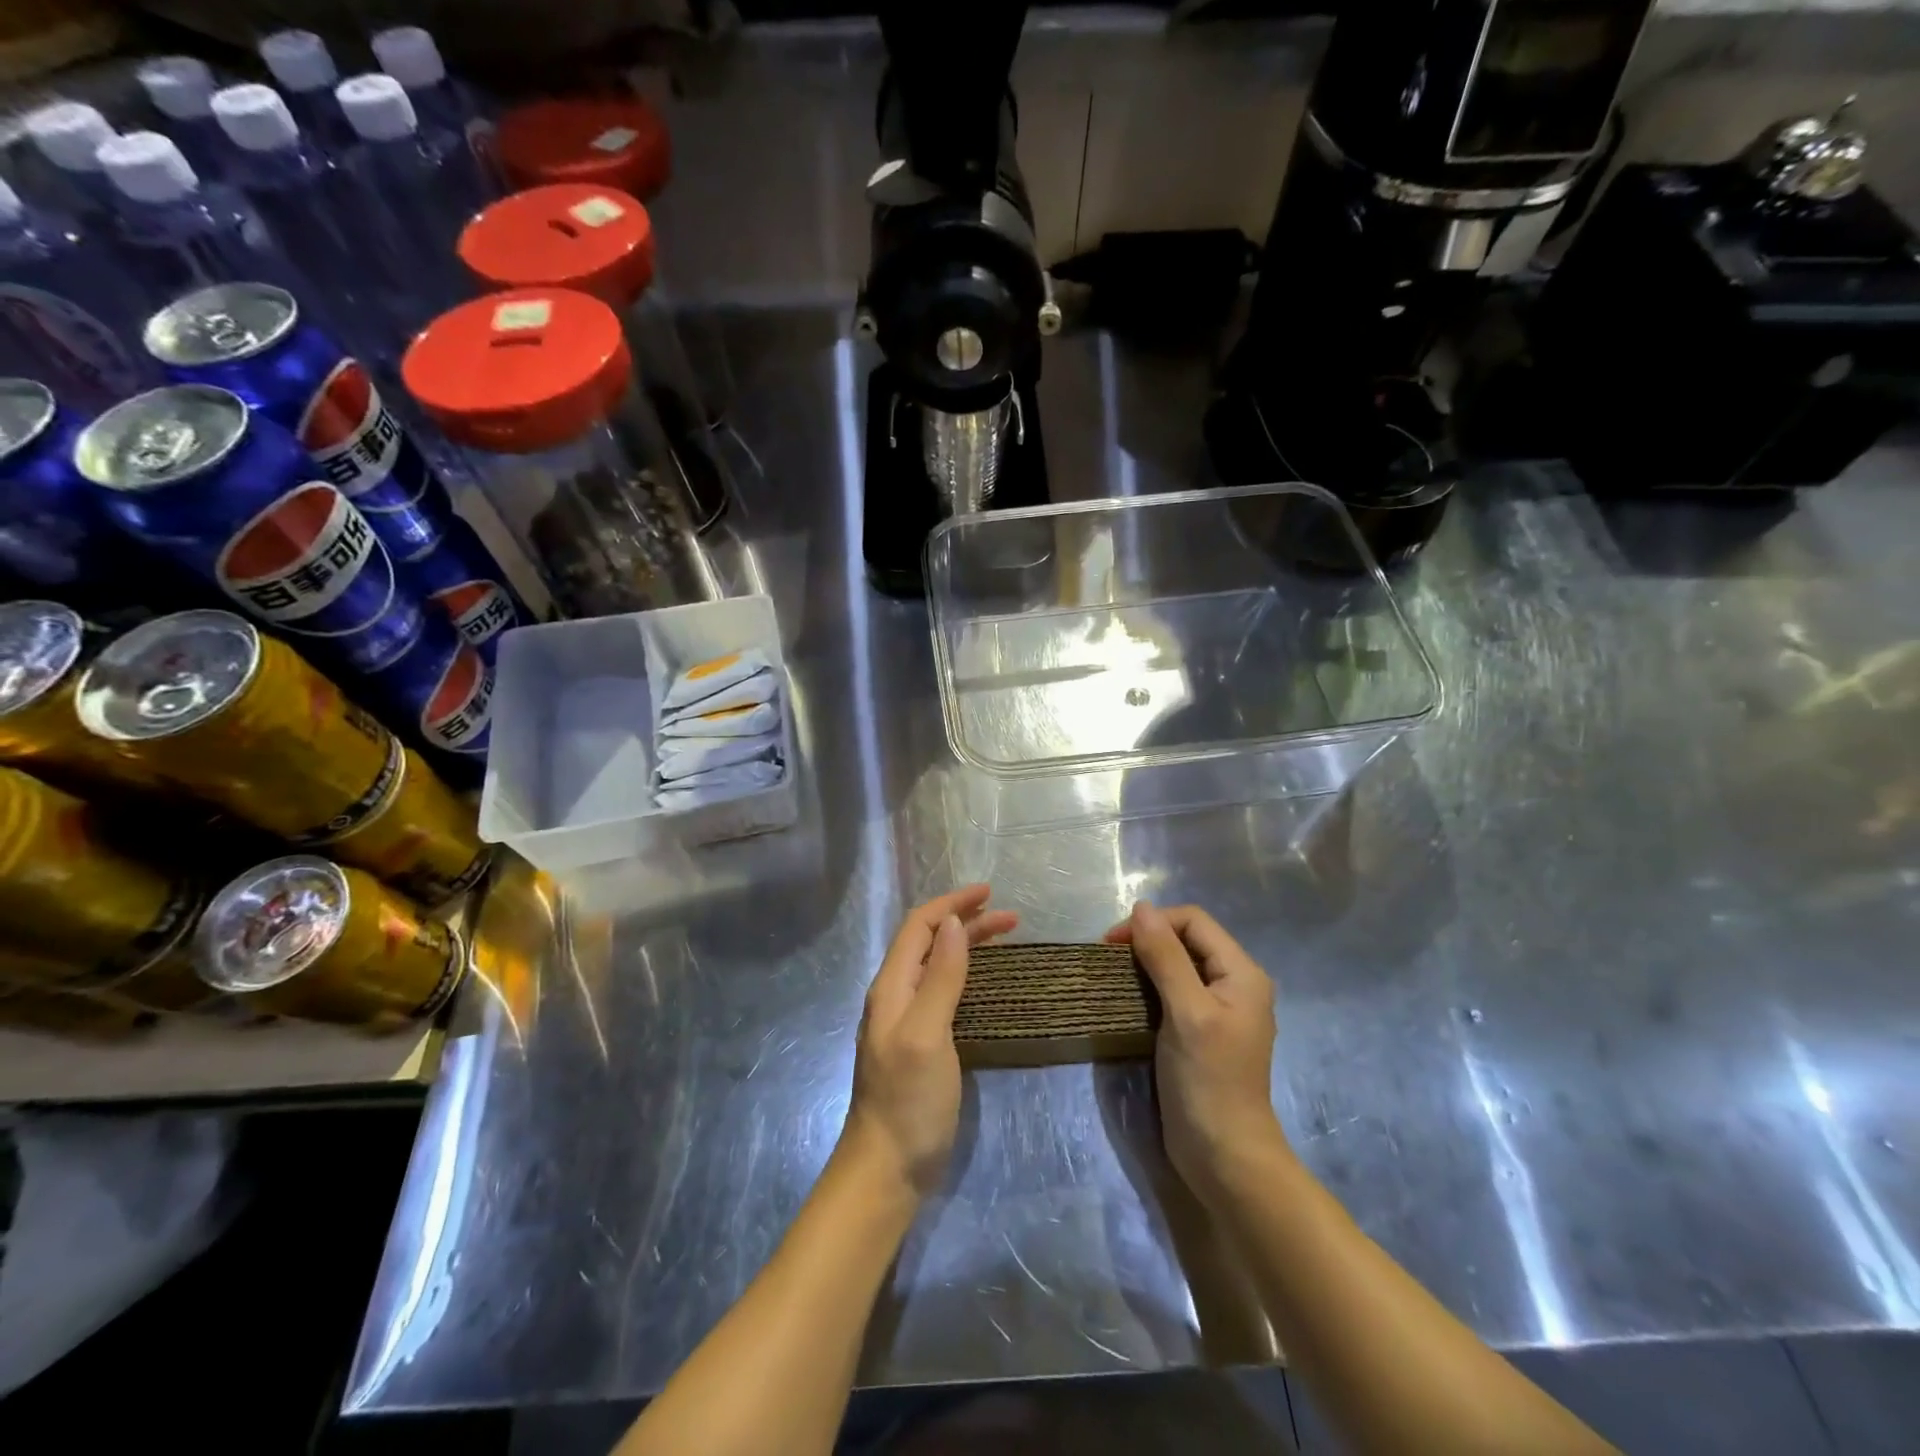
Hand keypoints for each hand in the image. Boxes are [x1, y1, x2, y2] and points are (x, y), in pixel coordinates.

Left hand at [840, 885, 1017, 1200]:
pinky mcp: (921, 1043)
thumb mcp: (926, 1034)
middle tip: (1010, 917)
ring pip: (937, 965)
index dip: (951, 904)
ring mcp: (906, 1021)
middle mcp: (895, 996)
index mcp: (891, 987)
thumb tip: (954, 925)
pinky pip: (943, 990)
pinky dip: (966, 972)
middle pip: (930, 942)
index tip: (989, 892)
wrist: (888, 1169)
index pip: (919, 926)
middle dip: (965, 921)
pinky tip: (984, 981)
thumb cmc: (908, 1100)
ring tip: (1004, 937)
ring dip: (967, 944)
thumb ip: (940, 978)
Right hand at [1107, 902, 1284, 1200]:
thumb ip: (1165, 957)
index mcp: (1241, 973)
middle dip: (1147, 940)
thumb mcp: (1186, 1012)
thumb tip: (1141, 908)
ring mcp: (1217, 1009)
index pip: (1193, 921)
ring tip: (1112, 976)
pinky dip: (1148, 987)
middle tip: (1108, 959)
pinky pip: (1173, 991)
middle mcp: (1233, 984)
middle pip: (1186, 939)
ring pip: (1177, 965)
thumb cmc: (1209, 1080)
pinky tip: (1127, 999)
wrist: (1224, 1157)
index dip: (1153, 923)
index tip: (1112, 944)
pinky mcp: (1199, 1031)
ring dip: (1145, 963)